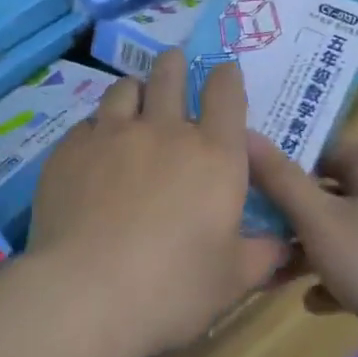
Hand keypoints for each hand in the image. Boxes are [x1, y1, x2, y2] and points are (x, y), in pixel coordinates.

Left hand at [27, 51, 283, 356]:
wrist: (85, 293)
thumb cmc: (172, 288)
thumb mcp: (233, 279)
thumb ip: (263, 254)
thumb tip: (287, 244)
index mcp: (213, 155)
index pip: (226, 94)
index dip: (226, 76)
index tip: (224, 71)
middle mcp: (163, 131)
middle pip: (170, 75)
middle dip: (175, 65)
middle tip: (174, 63)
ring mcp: (111, 134)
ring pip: (124, 89)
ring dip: (135, 89)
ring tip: (134, 98)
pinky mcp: (70, 149)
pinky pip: (87, 123)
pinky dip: (97, 127)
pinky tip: (94, 146)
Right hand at [246, 136, 357, 339]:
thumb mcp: (318, 219)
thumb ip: (280, 178)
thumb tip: (245, 133)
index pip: (318, 148)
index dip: (282, 159)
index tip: (246, 176)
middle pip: (325, 192)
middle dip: (287, 213)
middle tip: (250, 227)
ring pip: (337, 233)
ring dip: (304, 250)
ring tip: (271, 273)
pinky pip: (355, 267)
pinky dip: (333, 280)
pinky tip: (314, 303)